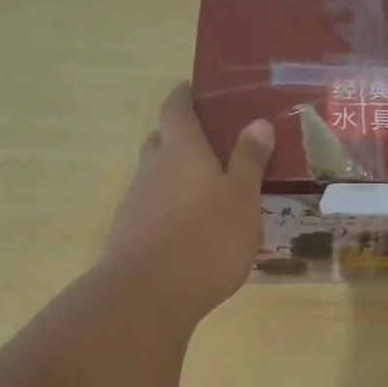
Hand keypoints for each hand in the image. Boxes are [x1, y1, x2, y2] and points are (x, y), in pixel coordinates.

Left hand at [102, 84, 273, 317]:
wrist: (147, 296)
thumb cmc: (206, 238)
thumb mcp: (241, 198)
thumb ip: (249, 160)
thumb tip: (257, 122)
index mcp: (181, 150)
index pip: (176, 108)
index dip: (185, 96)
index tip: (197, 91)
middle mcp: (152, 168)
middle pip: (162, 140)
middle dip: (183, 137)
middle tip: (214, 144)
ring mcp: (136, 201)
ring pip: (156, 175)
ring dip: (177, 175)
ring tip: (210, 190)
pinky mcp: (130, 233)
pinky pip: (153, 206)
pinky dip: (171, 206)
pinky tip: (192, 227)